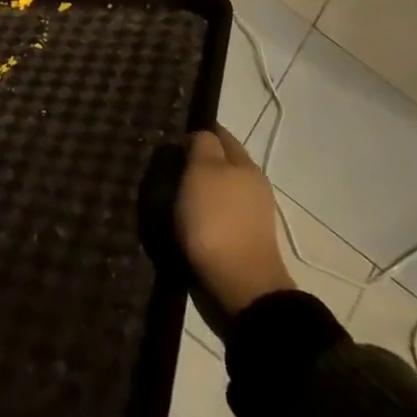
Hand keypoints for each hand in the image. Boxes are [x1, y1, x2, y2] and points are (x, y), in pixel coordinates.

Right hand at [174, 128, 294, 315]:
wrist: (240, 287)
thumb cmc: (217, 220)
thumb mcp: (203, 170)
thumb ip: (202, 145)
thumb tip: (200, 136)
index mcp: (245, 164)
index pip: (219, 133)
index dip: (195, 130)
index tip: (169, 135)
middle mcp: (252, 185)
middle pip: (220, 162)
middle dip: (195, 160)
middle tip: (164, 163)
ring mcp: (249, 215)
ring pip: (217, 189)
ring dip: (197, 188)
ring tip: (168, 190)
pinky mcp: (241, 240)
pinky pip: (216, 214)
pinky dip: (200, 211)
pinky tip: (182, 216)